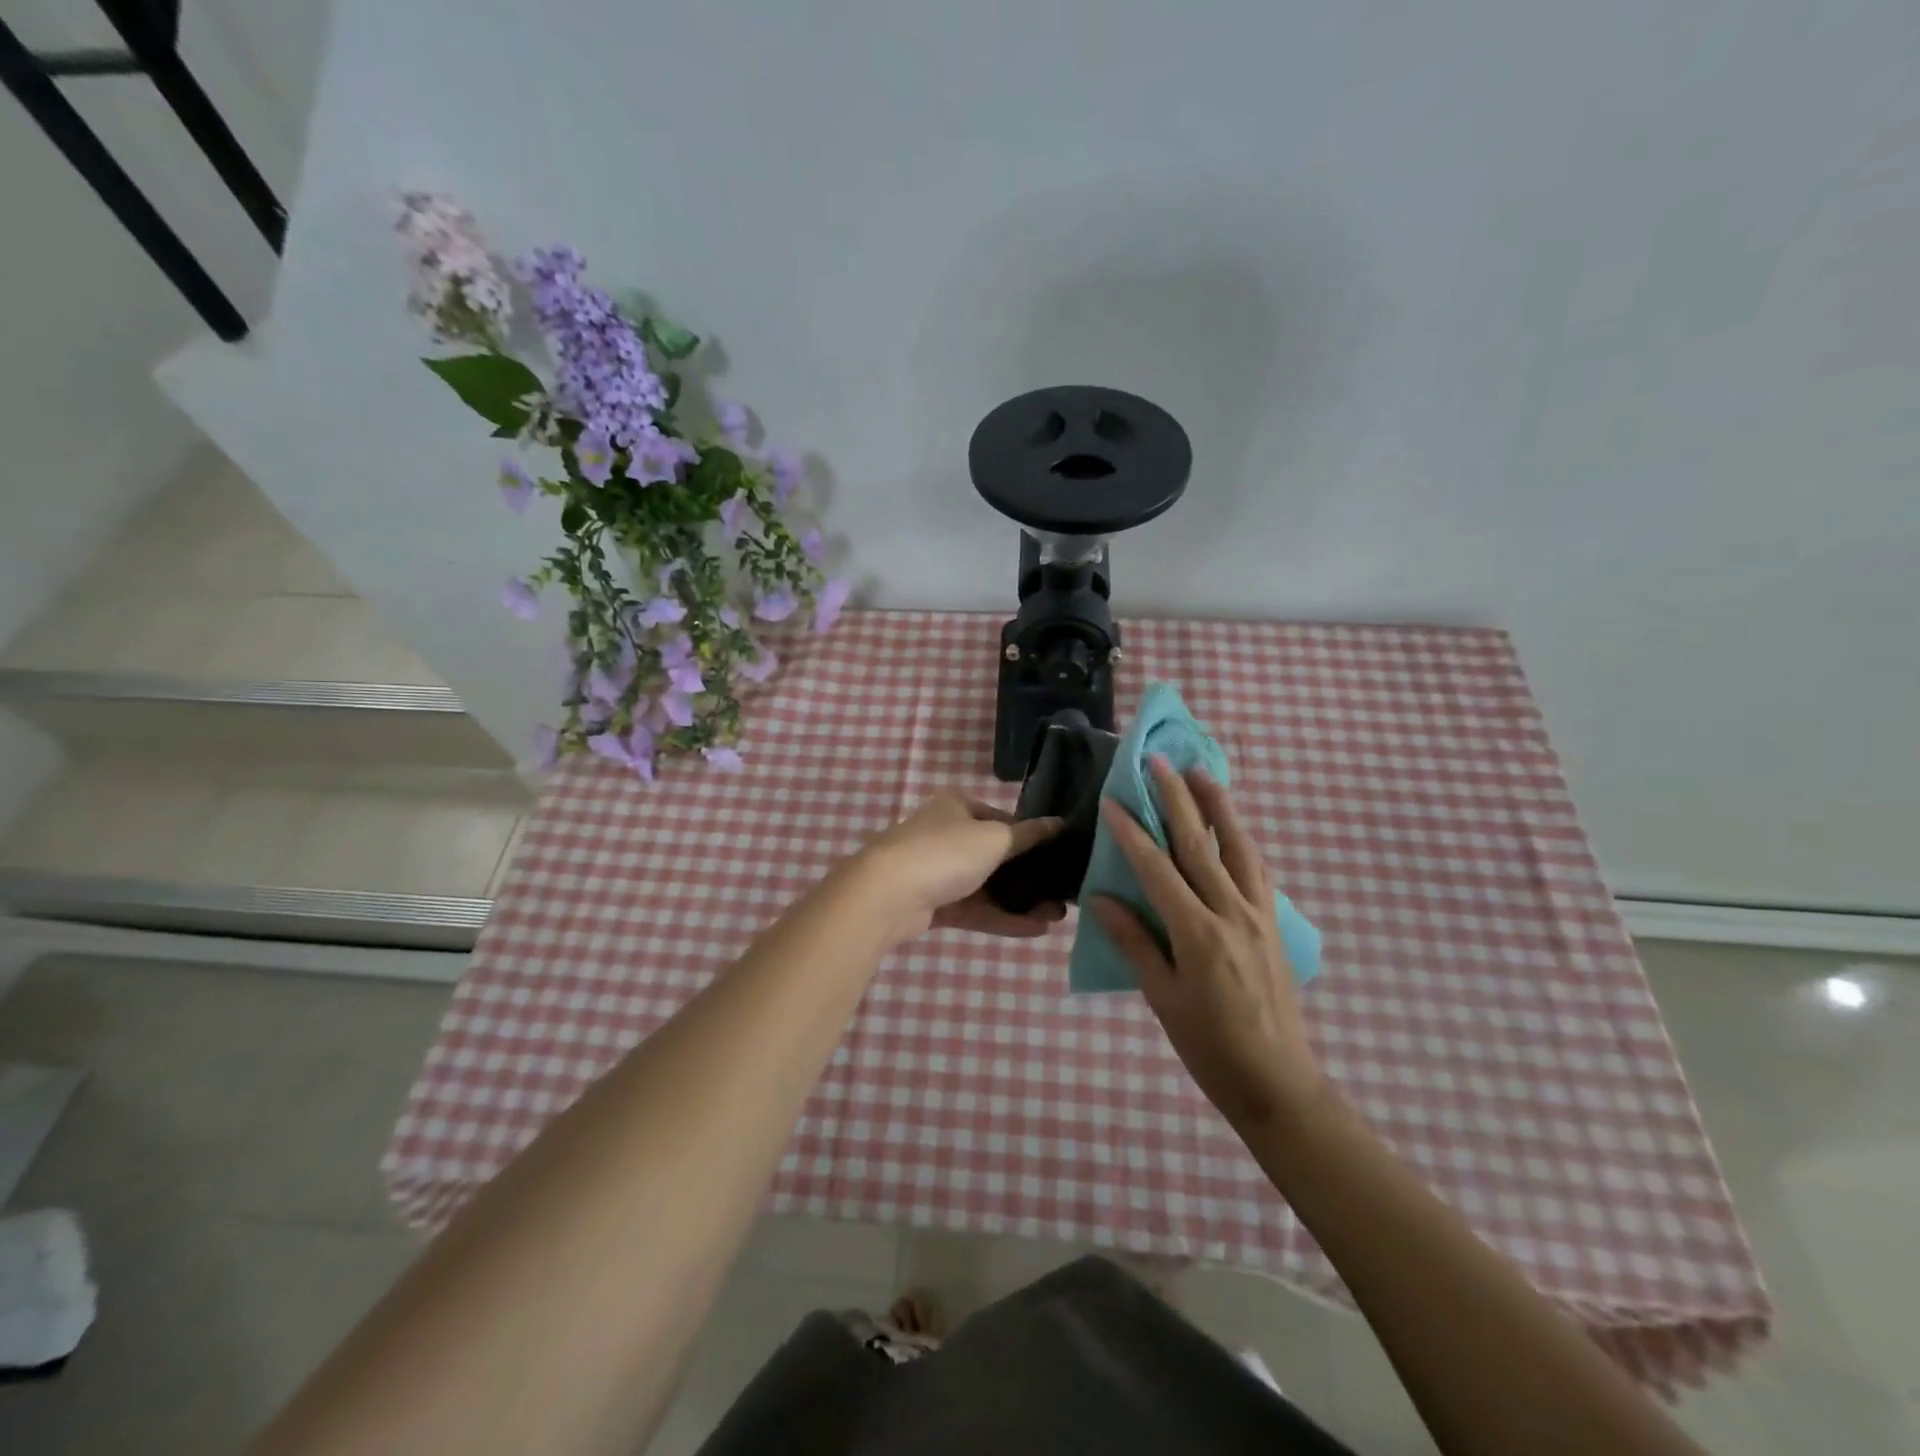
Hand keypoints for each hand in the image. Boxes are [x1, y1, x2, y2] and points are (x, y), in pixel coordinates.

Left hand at [849, 791, 1066, 943]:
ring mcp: (936, 871)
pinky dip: (1001, 918)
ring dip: (1020, 901)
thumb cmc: (945, 852)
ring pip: (986, 886)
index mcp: (957, 806)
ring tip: (1056, 917)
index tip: (1059, 857)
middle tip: (1061, 894)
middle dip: (1029, 876)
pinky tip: (1035, 930)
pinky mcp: (933, 904)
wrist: (887, 895)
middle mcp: (946, 834)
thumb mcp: (994, 838)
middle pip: (995, 856)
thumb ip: (1029, 835)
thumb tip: (1060, 823)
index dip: (1031, 837)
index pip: (1002, 819)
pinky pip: (974, 909)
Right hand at [1090, 758, 1322, 1130]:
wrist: (1277, 1082)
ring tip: (1201, 773)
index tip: (1112, 799)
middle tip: (1159, 761)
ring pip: (1237, 847)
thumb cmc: (1209, 1046)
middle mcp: (1231, 912)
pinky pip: (1258, 870)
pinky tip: (1233, 827)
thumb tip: (1101, 898)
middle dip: (1176, 799)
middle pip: (1199, 844)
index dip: (1132, 831)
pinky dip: (1242, 840)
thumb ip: (1134, 942)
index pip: (1157, 868)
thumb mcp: (1162, 997)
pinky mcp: (1275, 924)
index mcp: (1197, 933)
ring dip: (1218, 806)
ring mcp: (1259, 915)